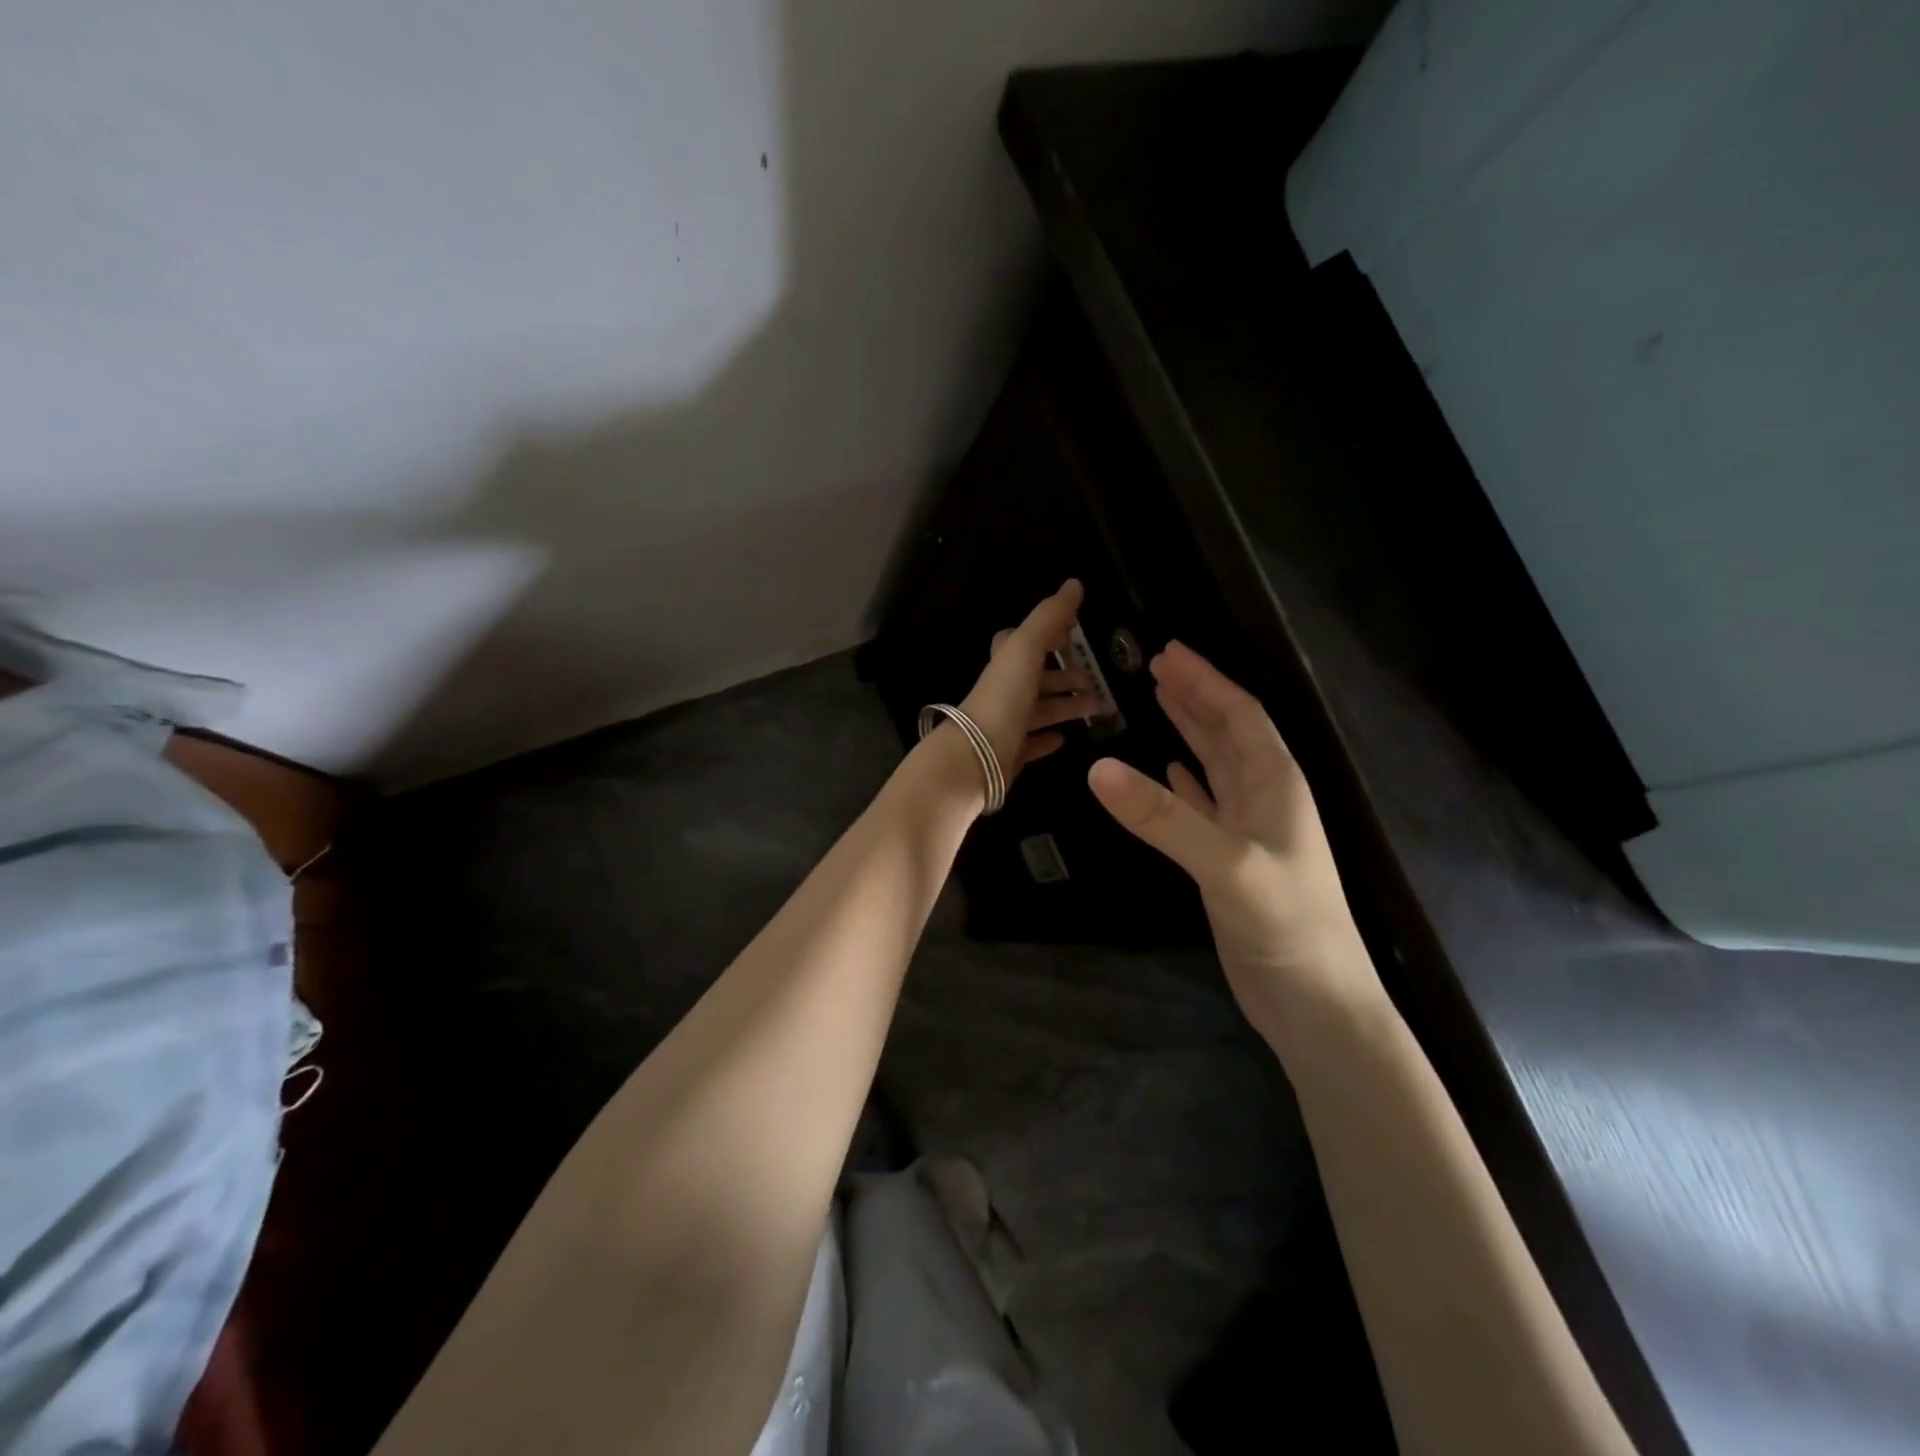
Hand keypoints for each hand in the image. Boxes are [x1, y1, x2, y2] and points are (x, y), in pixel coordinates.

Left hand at [955, 580, 1099, 781]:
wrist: (975, 757)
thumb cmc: (1003, 698)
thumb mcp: (1026, 648)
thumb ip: (1049, 617)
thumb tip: (1074, 583)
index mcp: (1006, 664)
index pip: (1024, 642)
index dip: (1048, 635)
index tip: (1074, 635)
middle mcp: (1004, 691)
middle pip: (1037, 679)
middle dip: (1065, 676)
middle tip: (1096, 680)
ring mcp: (1006, 724)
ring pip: (1040, 711)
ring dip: (1066, 706)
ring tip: (1097, 709)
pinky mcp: (1010, 755)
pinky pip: (1031, 744)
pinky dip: (1047, 739)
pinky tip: (1064, 739)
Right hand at [1086, 642, 1380, 1035]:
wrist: (1314, 1002)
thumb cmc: (1286, 923)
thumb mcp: (1225, 863)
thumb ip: (1163, 816)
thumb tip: (1098, 767)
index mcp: (1277, 783)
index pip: (1239, 714)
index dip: (1205, 680)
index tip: (1167, 651)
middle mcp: (1265, 798)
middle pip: (1227, 732)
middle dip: (1195, 696)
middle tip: (1155, 665)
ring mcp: (1247, 830)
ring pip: (1216, 765)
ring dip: (1190, 731)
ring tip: (1159, 701)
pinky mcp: (1230, 860)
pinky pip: (1205, 803)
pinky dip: (1187, 781)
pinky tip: (1169, 769)